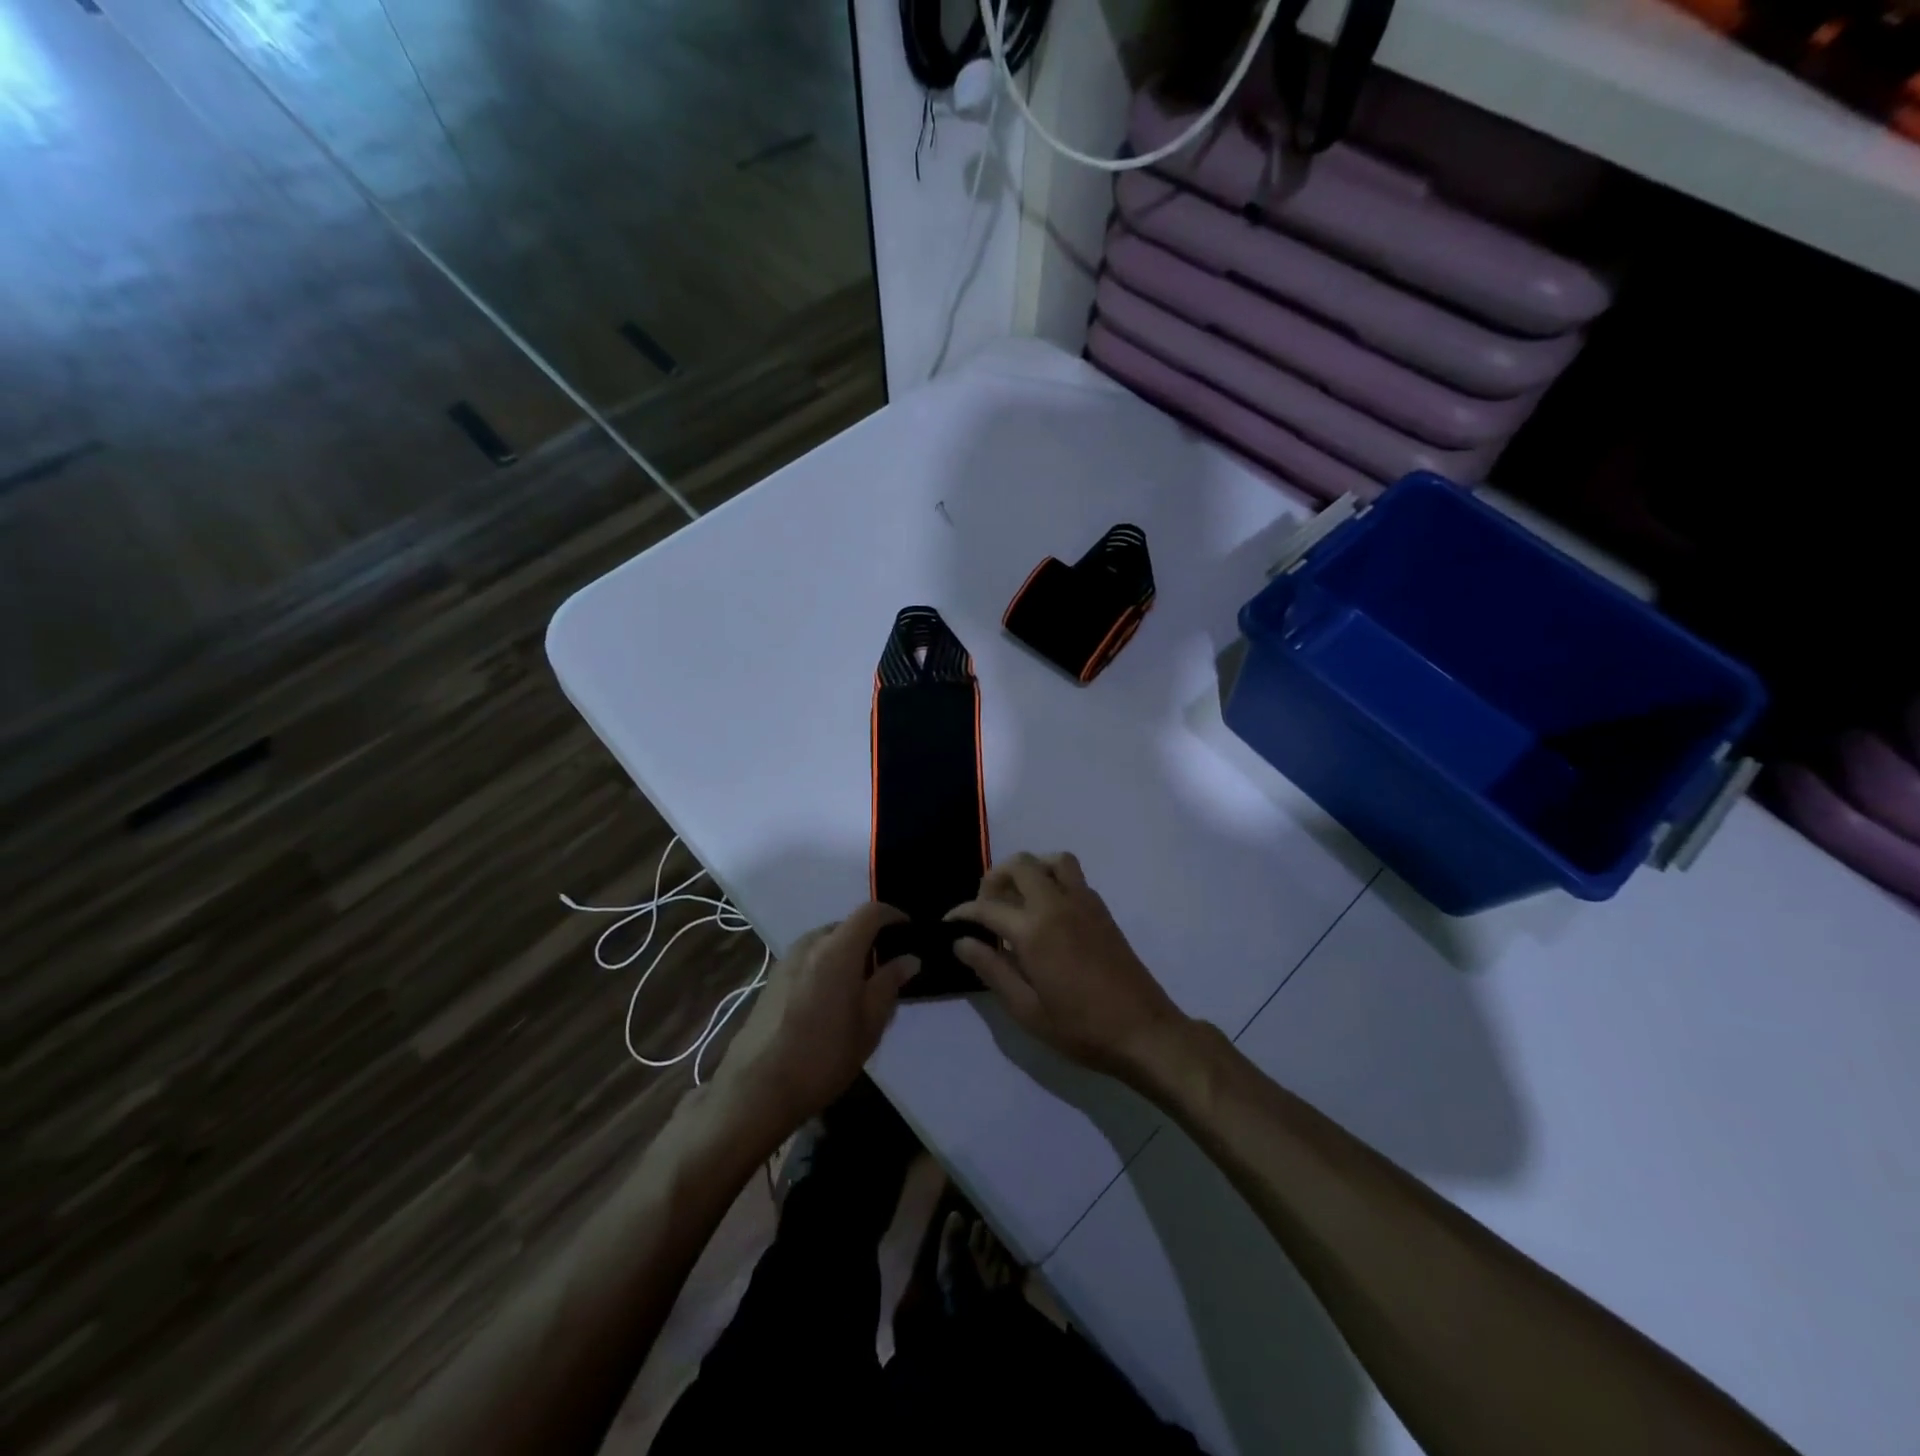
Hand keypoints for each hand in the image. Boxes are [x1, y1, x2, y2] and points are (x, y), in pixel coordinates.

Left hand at [710, 904, 917, 1134]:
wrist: (756, 1089)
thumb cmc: (824, 1055)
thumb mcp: (869, 1024)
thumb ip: (890, 984)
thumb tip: (909, 959)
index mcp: (837, 949)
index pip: (871, 912)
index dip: (894, 915)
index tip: (910, 931)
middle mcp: (810, 944)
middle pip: (846, 926)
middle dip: (870, 939)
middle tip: (888, 969)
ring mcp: (786, 961)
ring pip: (825, 943)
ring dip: (846, 954)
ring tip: (860, 987)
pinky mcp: (772, 980)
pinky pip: (808, 959)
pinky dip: (826, 966)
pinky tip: (830, 1000)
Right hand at [948, 852, 1185, 1081]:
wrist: (1144, 1031)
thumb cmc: (1080, 1028)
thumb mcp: (1027, 1010)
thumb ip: (992, 970)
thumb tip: (962, 942)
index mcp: (1035, 930)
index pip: (987, 906)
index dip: (963, 912)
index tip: (950, 922)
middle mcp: (1058, 904)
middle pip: (1020, 865)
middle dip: (995, 878)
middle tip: (985, 908)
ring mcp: (1084, 903)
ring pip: (1052, 861)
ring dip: (1029, 870)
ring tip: (1018, 899)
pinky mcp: (1102, 910)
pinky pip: (1073, 876)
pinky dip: (1052, 879)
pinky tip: (1047, 912)